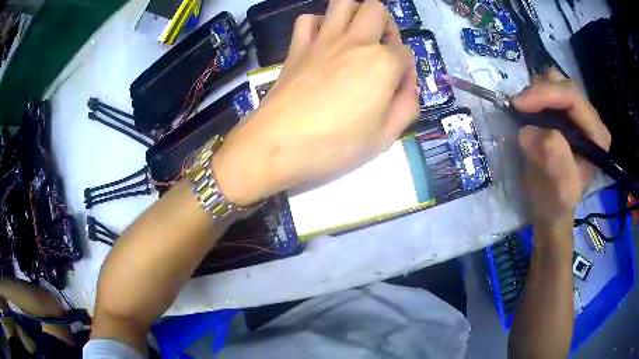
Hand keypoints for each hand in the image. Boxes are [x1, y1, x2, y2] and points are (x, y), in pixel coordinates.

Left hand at [213, 0, 418, 205]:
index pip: (405, 53)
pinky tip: (323, 40)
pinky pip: (307, 20)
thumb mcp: (385, 137)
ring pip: (343, 3)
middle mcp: (355, 42)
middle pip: (376, 9)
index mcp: (382, 63)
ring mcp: (323, 40)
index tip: (399, 88)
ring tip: (358, 36)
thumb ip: (407, 107)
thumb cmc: (335, 145)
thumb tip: (409, 87)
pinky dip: (319, 23)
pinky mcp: (297, 48)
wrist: (278, 144)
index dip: (407, 70)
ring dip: (356, 13)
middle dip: (387, 24)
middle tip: (384, 48)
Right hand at [513, 69, 610, 231]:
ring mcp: (577, 114)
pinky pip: (547, 89)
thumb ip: (555, 162)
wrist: (550, 207)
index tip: (519, 104)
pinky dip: (534, 96)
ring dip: (536, 93)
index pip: (573, 98)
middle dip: (539, 92)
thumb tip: (530, 131)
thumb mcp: (559, 191)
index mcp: (597, 136)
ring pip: (554, 82)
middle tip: (519, 109)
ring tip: (524, 113)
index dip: (546, 94)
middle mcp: (590, 119)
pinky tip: (528, 113)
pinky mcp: (564, 113)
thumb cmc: (556, 203)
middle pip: (564, 85)